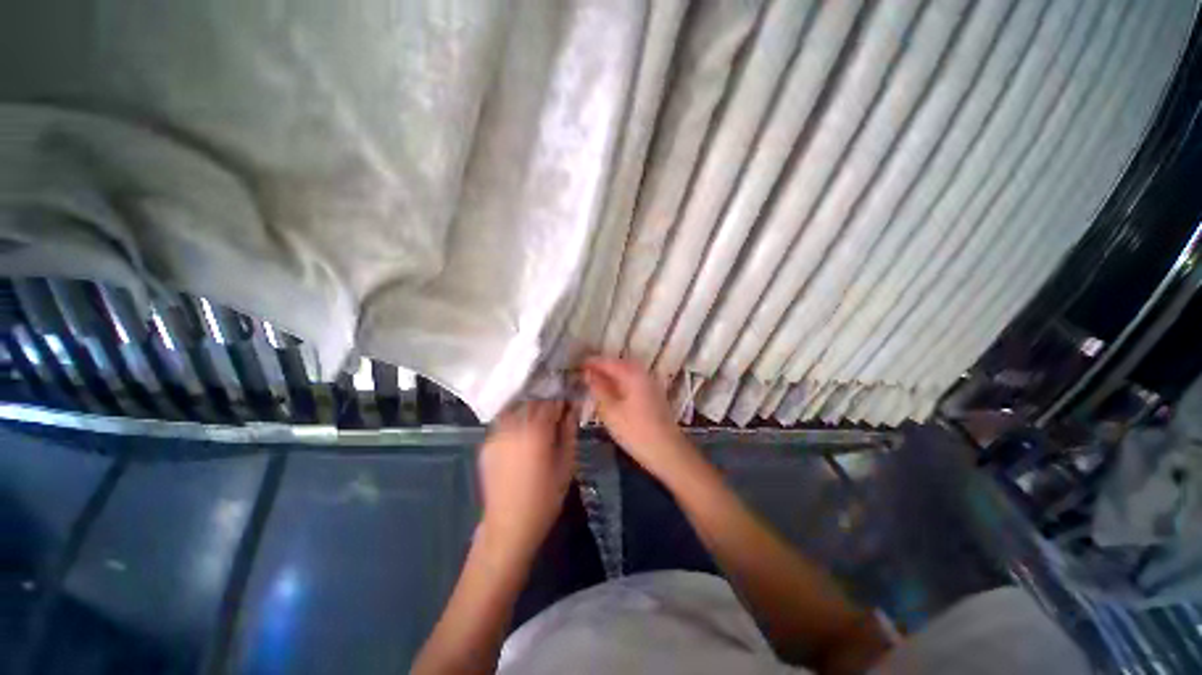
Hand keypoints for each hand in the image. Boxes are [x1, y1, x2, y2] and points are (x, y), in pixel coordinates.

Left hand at [477, 401, 577, 556]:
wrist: (509, 525)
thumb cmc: (545, 496)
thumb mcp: (567, 462)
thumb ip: (569, 430)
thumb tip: (573, 408)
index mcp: (537, 429)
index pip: (552, 400)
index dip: (563, 399)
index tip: (570, 403)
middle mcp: (514, 425)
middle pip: (533, 401)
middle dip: (547, 402)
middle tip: (556, 413)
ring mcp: (497, 433)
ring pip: (517, 408)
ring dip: (530, 410)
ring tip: (539, 422)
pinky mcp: (487, 443)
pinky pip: (504, 422)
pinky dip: (516, 421)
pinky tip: (522, 434)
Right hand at [582, 356, 698, 479]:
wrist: (668, 451)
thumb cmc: (635, 431)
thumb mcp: (610, 411)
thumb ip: (598, 389)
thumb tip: (588, 374)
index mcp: (633, 374)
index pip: (609, 362)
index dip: (592, 362)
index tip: (577, 364)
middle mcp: (643, 374)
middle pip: (620, 364)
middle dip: (602, 366)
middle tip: (585, 372)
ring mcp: (650, 384)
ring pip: (627, 373)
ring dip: (611, 374)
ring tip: (595, 381)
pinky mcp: (653, 395)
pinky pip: (633, 381)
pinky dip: (620, 382)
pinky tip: (612, 391)